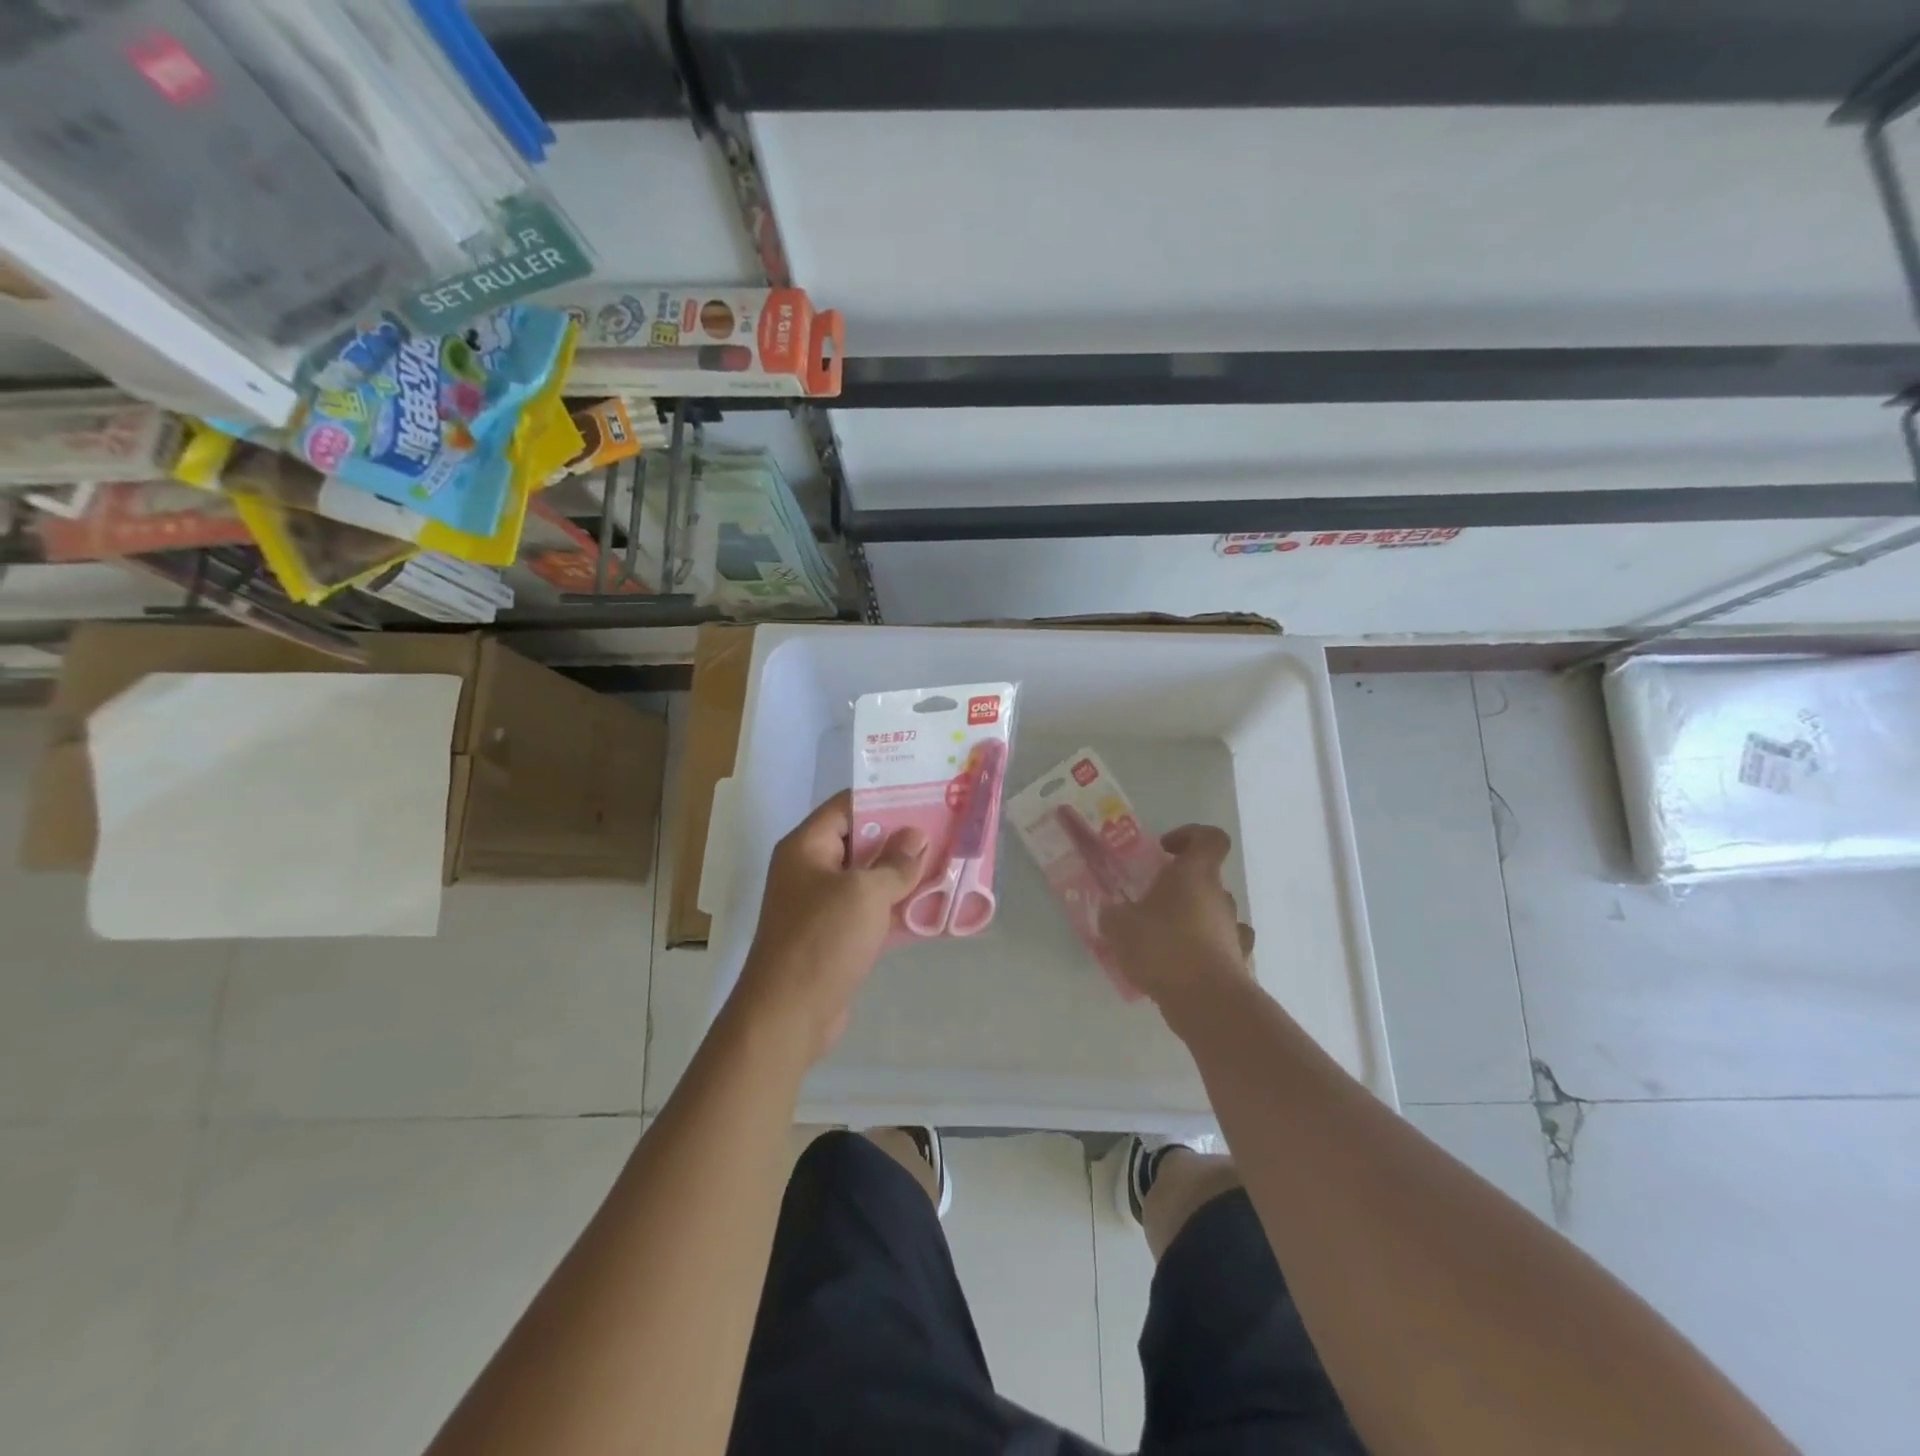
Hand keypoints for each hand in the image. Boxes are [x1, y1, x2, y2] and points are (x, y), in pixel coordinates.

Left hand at [732, 790, 928, 1060]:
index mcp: (806, 846)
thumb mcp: (864, 894)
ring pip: (867, 878)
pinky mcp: (833, 936)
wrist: (787, 1016)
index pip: (847, 806)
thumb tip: (916, 836)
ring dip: (902, 875)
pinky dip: (895, 907)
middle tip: (945, 830)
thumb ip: (895, 863)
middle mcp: (809, 870)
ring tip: (947, 865)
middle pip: (859, 841)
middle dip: (901, 839)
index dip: (885, 798)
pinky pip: (868, 910)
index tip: (925, 796)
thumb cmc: (822, 941)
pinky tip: (931, 907)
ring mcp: (820, 905)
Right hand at [1099, 824, 1254, 1018]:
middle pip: (1208, 878)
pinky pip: (1225, 947)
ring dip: (1195, 919)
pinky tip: (1187, 965)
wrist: (1207, 1002)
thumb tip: (1111, 910)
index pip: (1210, 838)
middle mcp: (1220, 897)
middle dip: (1181, 887)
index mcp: (1195, 874)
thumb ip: (1112, 913)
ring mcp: (1234, 930)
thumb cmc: (1162, 948)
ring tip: (1166, 939)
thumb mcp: (1119, 926)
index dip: (1190, 836)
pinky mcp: (1240, 962)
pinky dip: (1209, 950)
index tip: (1165, 850)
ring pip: (1216, 913)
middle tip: (1151, 903)